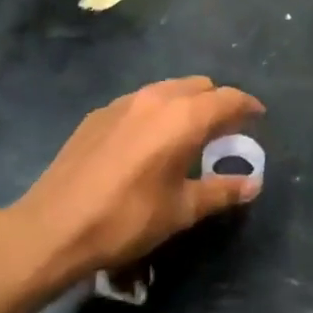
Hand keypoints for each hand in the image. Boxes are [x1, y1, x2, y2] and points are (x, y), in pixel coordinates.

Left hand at [13, 77, 264, 282]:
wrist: (53, 226)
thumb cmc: (127, 218)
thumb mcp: (181, 210)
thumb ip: (221, 191)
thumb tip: (253, 184)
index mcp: (183, 117)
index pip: (228, 98)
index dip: (248, 106)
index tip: (258, 118)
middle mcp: (157, 97)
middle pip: (199, 86)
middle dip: (217, 102)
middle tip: (224, 130)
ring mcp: (123, 102)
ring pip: (168, 89)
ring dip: (186, 104)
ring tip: (188, 134)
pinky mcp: (99, 113)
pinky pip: (141, 101)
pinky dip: (157, 112)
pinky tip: (148, 143)